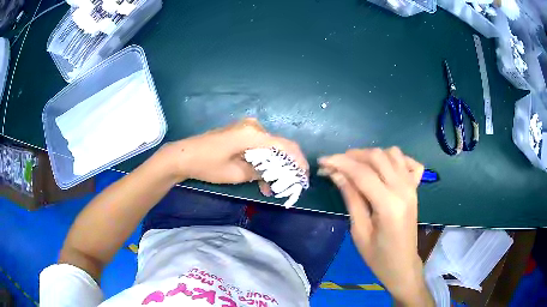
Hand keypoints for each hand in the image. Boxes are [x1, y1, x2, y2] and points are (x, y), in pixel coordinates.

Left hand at [157, 118, 307, 187]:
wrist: (183, 155)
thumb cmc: (207, 164)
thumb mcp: (236, 173)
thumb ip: (260, 172)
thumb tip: (275, 174)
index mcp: (254, 134)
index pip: (286, 146)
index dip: (298, 161)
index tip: (304, 177)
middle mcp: (254, 126)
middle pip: (279, 146)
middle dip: (285, 167)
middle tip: (287, 185)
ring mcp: (246, 128)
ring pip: (269, 148)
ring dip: (272, 167)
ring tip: (270, 188)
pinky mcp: (240, 133)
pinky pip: (258, 147)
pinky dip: (261, 162)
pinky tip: (260, 179)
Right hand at [318, 147, 432, 305]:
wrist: (402, 265)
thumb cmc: (377, 256)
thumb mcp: (359, 231)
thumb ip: (351, 198)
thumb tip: (336, 173)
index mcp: (389, 205)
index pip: (362, 173)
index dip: (340, 163)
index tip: (322, 161)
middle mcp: (404, 189)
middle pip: (377, 157)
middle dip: (353, 155)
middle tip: (336, 164)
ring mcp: (413, 187)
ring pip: (392, 153)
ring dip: (372, 155)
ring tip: (357, 166)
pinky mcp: (416, 188)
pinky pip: (409, 162)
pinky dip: (396, 159)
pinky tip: (384, 168)